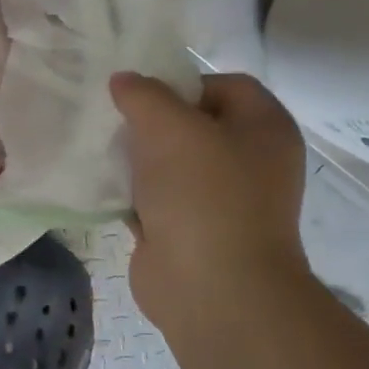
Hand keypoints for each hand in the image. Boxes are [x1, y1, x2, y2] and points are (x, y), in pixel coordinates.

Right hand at [110, 71, 311, 325]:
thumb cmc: (203, 195)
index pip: (225, 84)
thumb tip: (123, 80)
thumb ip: (143, 94)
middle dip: (151, 122)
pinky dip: (132, 194)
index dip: (182, 83)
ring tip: (104, 154)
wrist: (212, 288)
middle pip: (193, 124)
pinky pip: (155, 198)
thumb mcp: (169, 127)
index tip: (142, 98)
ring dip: (137, 158)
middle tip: (115, 122)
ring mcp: (219, 200)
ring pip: (170, 163)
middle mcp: (248, 161)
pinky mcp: (189, 230)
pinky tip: (106, 189)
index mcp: (264, 129)